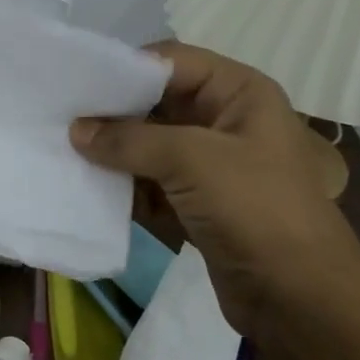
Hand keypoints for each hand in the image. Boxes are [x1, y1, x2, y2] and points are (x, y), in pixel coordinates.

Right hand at [70, 42, 359, 348]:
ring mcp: (211, 168)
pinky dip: (124, 189)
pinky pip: (151, 186)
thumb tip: (77, 130)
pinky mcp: (197, 207)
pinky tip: (85, 190)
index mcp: (239, 93)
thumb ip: (131, 140)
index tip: (77, 83)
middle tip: (60, 119)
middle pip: (158, 104)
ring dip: (113, 154)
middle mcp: (225, 123)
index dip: (127, 69)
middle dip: (113, 114)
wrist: (299, 297)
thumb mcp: (193, 159)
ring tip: (62, 153)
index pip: (173, 62)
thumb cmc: (256, 208)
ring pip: (151, 148)